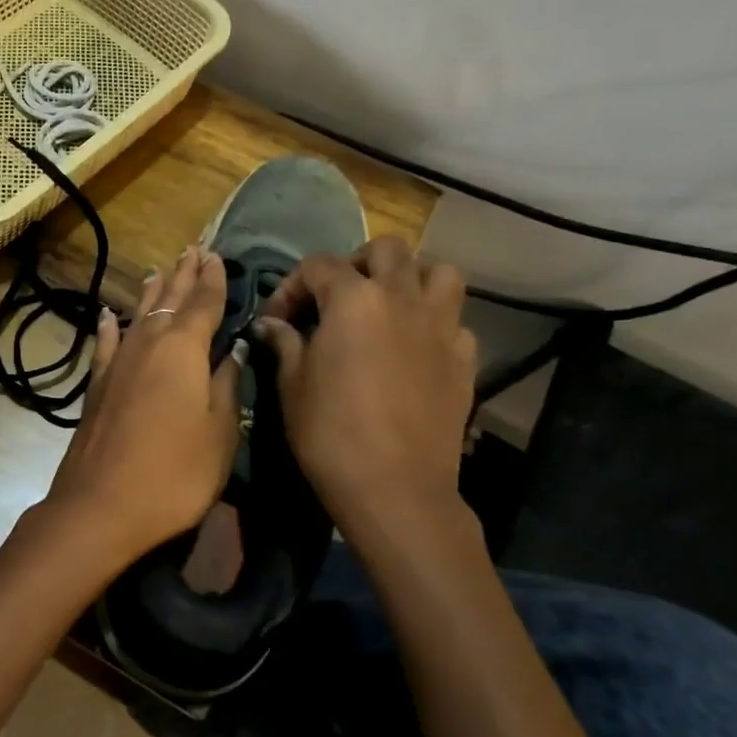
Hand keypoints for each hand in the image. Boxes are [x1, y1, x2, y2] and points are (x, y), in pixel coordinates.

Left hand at [43, 245, 244, 573]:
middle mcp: (148, 344)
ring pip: (138, 315)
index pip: (204, 303)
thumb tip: (235, 349)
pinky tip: (108, 316)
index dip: (214, 279)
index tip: (217, 255)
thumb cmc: (175, 473)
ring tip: (160, 271)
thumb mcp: (220, 433)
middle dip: (184, 274)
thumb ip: (228, 385)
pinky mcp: (96, 385)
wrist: (102, 505)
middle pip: (169, 300)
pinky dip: (110, 327)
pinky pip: (106, 343)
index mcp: (184, 350)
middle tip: (194, 249)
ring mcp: (117, 363)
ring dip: (152, 293)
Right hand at [252, 238, 476, 525]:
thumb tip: (272, 325)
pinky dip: (434, 322)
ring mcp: (441, 325)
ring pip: (437, 271)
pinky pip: (454, 320)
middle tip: (336, 298)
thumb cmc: (330, 432)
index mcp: (354, 299)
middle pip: (386, 250)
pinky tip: (414, 349)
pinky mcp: (464, 357)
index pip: (318, 266)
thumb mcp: (292, 385)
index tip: (276, 321)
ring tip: (388, 306)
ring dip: (410, 278)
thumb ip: (284, 343)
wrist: (395, 486)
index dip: (290, 288)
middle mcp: (402, 297)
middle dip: (356, 264)